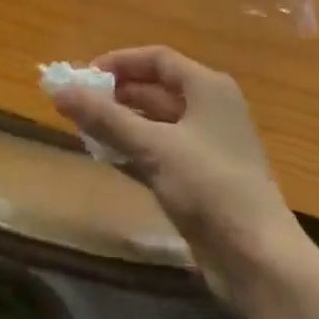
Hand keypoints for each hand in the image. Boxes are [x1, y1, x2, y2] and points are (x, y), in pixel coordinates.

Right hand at [47, 46, 301, 296]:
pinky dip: (133, 149)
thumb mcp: (154, 147)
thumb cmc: (210, 187)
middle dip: (116, 94)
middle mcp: (209, 108)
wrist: (258, 259)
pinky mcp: (200, 178)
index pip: (157, 59)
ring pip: (155, 122)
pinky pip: (159, 151)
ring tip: (82, 128)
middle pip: (155, 89)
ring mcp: (206, 145)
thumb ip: (106, 118)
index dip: (119, 62)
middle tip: (75, 103)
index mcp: (207, 87)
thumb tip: (59, 91)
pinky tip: (105, 157)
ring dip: (121, 123)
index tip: (82, 75)